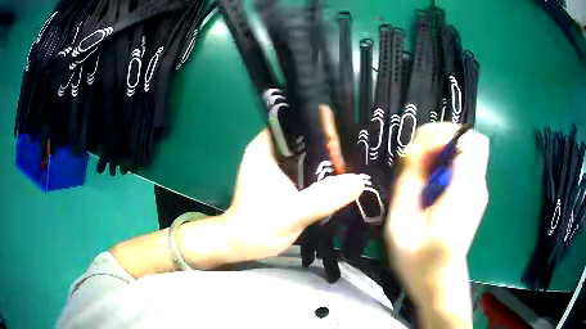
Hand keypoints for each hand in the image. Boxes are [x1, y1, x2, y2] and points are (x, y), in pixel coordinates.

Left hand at [215, 129, 364, 262]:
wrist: (245, 245)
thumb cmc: (259, 226)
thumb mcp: (292, 212)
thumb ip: (324, 197)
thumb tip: (359, 181)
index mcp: (265, 147)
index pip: (295, 123)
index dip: (318, 125)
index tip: (342, 133)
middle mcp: (271, 150)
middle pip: (304, 137)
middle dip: (327, 142)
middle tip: (353, 148)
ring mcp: (278, 165)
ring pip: (307, 152)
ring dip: (326, 156)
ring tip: (352, 158)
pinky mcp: (284, 178)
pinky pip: (307, 166)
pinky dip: (321, 170)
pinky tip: (340, 174)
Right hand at [384, 123, 488, 325]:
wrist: (438, 284)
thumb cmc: (419, 261)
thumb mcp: (402, 224)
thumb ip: (408, 182)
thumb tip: (413, 147)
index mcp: (465, 191)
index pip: (471, 141)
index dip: (446, 134)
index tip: (423, 151)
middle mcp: (477, 185)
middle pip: (467, 141)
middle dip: (439, 140)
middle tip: (415, 160)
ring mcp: (476, 190)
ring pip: (462, 151)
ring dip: (438, 153)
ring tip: (416, 174)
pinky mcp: (472, 196)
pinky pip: (459, 166)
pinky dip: (441, 165)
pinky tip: (425, 186)